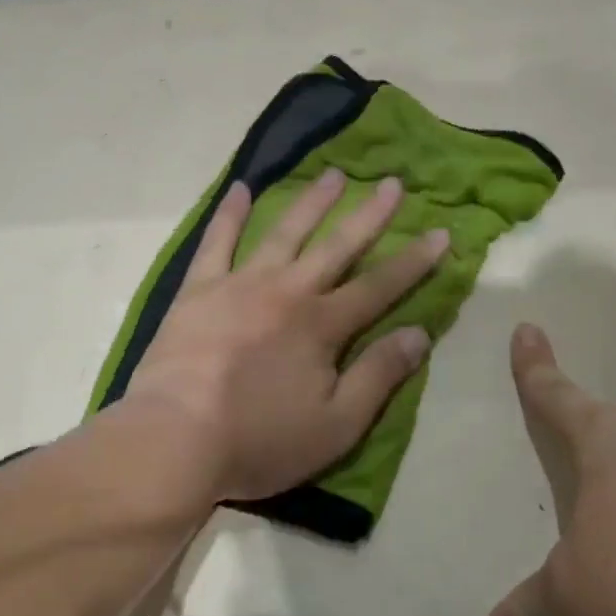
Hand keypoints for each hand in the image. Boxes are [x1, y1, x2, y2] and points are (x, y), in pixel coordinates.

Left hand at [123, 169, 447, 504]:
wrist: (174, 438)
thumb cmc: (259, 440)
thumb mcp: (336, 425)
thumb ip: (379, 376)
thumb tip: (420, 333)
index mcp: (322, 325)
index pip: (380, 286)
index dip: (414, 261)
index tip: (441, 233)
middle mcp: (287, 292)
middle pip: (337, 246)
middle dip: (369, 215)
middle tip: (393, 183)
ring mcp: (239, 284)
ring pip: (284, 233)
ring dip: (312, 202)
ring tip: (333, 175)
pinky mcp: (198, 290)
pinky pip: (217, 242)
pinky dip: (229, 214)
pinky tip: (239, 189)